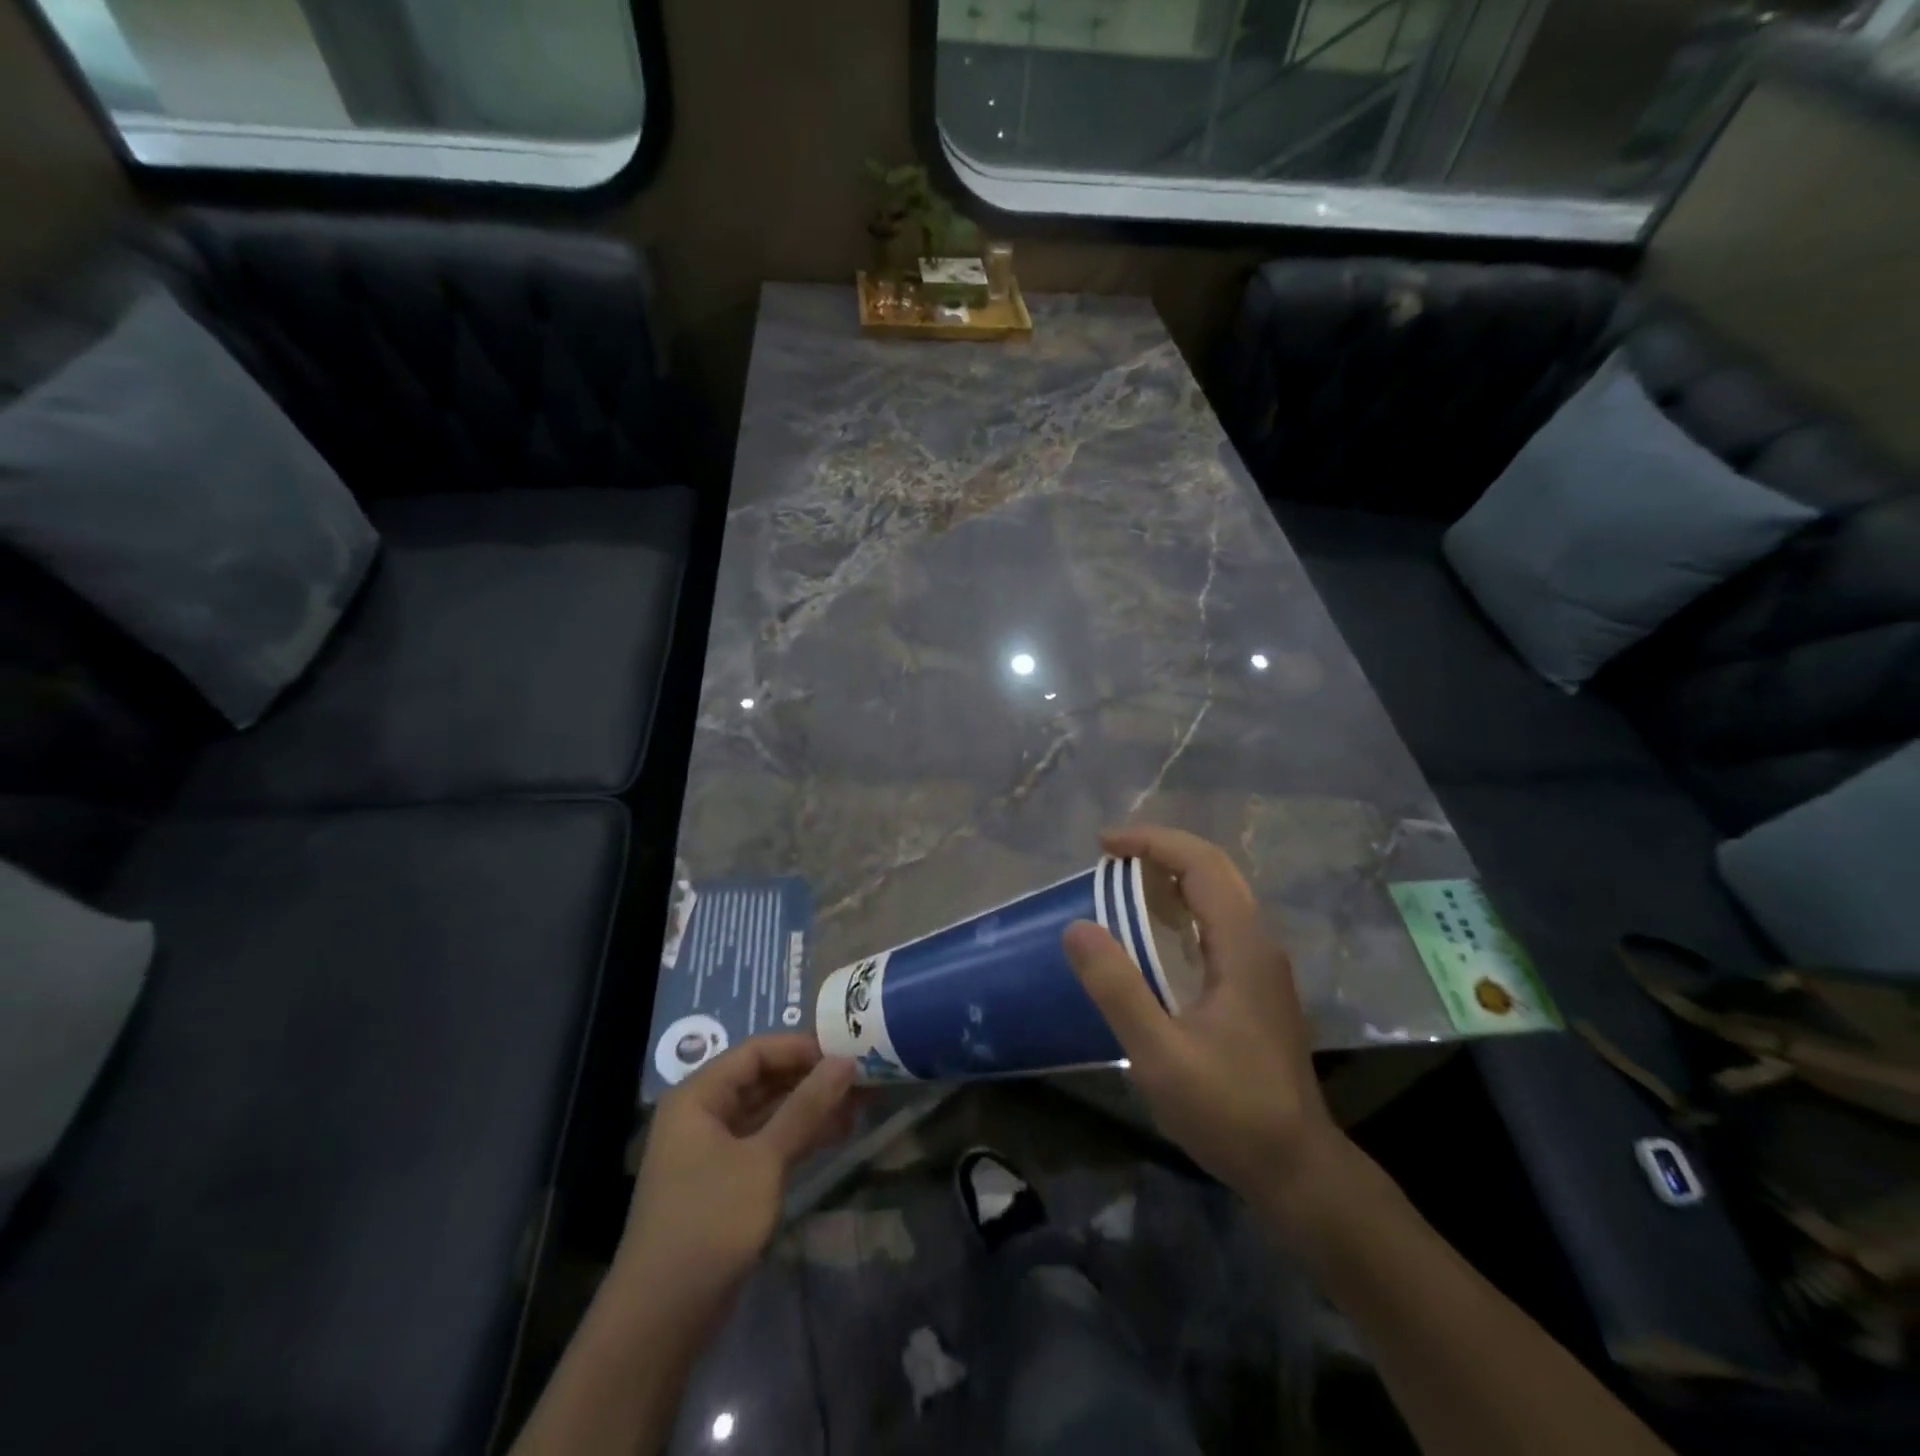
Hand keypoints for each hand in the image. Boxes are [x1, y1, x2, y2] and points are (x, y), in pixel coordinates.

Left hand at [613, 1035, 855, 1328]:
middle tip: (861, 1077)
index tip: (847, 1051)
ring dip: (810, 1107)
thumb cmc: (709, 1222)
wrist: (661, 1319)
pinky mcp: (726, 1180)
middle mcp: (703, 1113)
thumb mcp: (764, 1160)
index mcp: (698, 1096)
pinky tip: (837, 1133)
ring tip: (859, 1103)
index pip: (756, 1051)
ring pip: (769, 1112)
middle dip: (811, 1078)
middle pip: (763, 1079)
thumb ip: (806, 1107)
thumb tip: (846, 1061)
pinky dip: (799, 1135)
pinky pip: (766, 1141)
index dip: (801, 1047)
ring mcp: (713, 1149)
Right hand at [1063, 826, 1357, 1243]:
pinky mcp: (1255, 985)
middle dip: (1161, 850)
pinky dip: (1180, 908)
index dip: (1152, 842)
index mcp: (1242, 946)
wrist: (1297, 1168)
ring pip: (1218, 895)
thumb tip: (1077, 927)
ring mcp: (1260, 964)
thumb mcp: (1161, 1054)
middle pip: (1214, 870)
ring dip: (1171, 877)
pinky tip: (1152, 930)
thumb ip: (1118, 988)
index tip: (1104, 845)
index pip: (1201, 864)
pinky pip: (1216, 923)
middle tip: (1108, 856)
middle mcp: (1258, 942)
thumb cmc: (1230, 1111)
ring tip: (1121, 882)